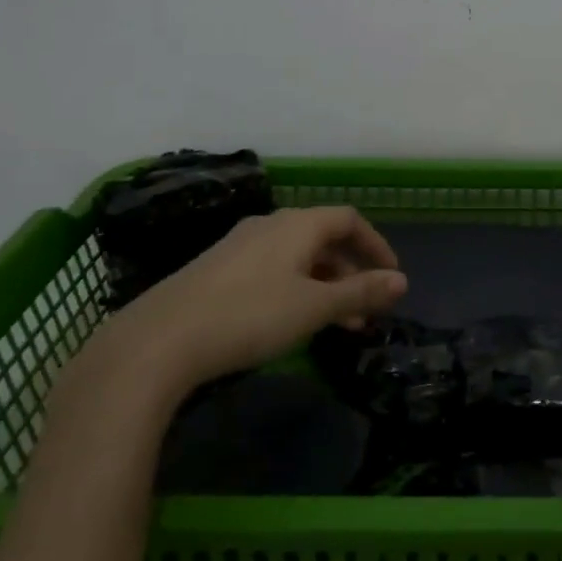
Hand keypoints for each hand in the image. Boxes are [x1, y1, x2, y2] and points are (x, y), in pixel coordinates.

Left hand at [54, 207, 406, 427]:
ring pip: (297, 257)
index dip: (376, 245)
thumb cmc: (250, 315)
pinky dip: (296, 289)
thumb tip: (401, 281)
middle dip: (351, 272)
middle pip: (323, 238)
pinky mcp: (217, 270)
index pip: (349, 220)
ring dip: (324, 285)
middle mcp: (269, 225)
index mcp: (297, 225)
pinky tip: (291, 321)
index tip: (391, 278)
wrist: (160, 340)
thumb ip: (360, 292)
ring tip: (336, 325)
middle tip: (367, 311)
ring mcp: (239, 246)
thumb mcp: (314, 307)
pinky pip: (272, 270)